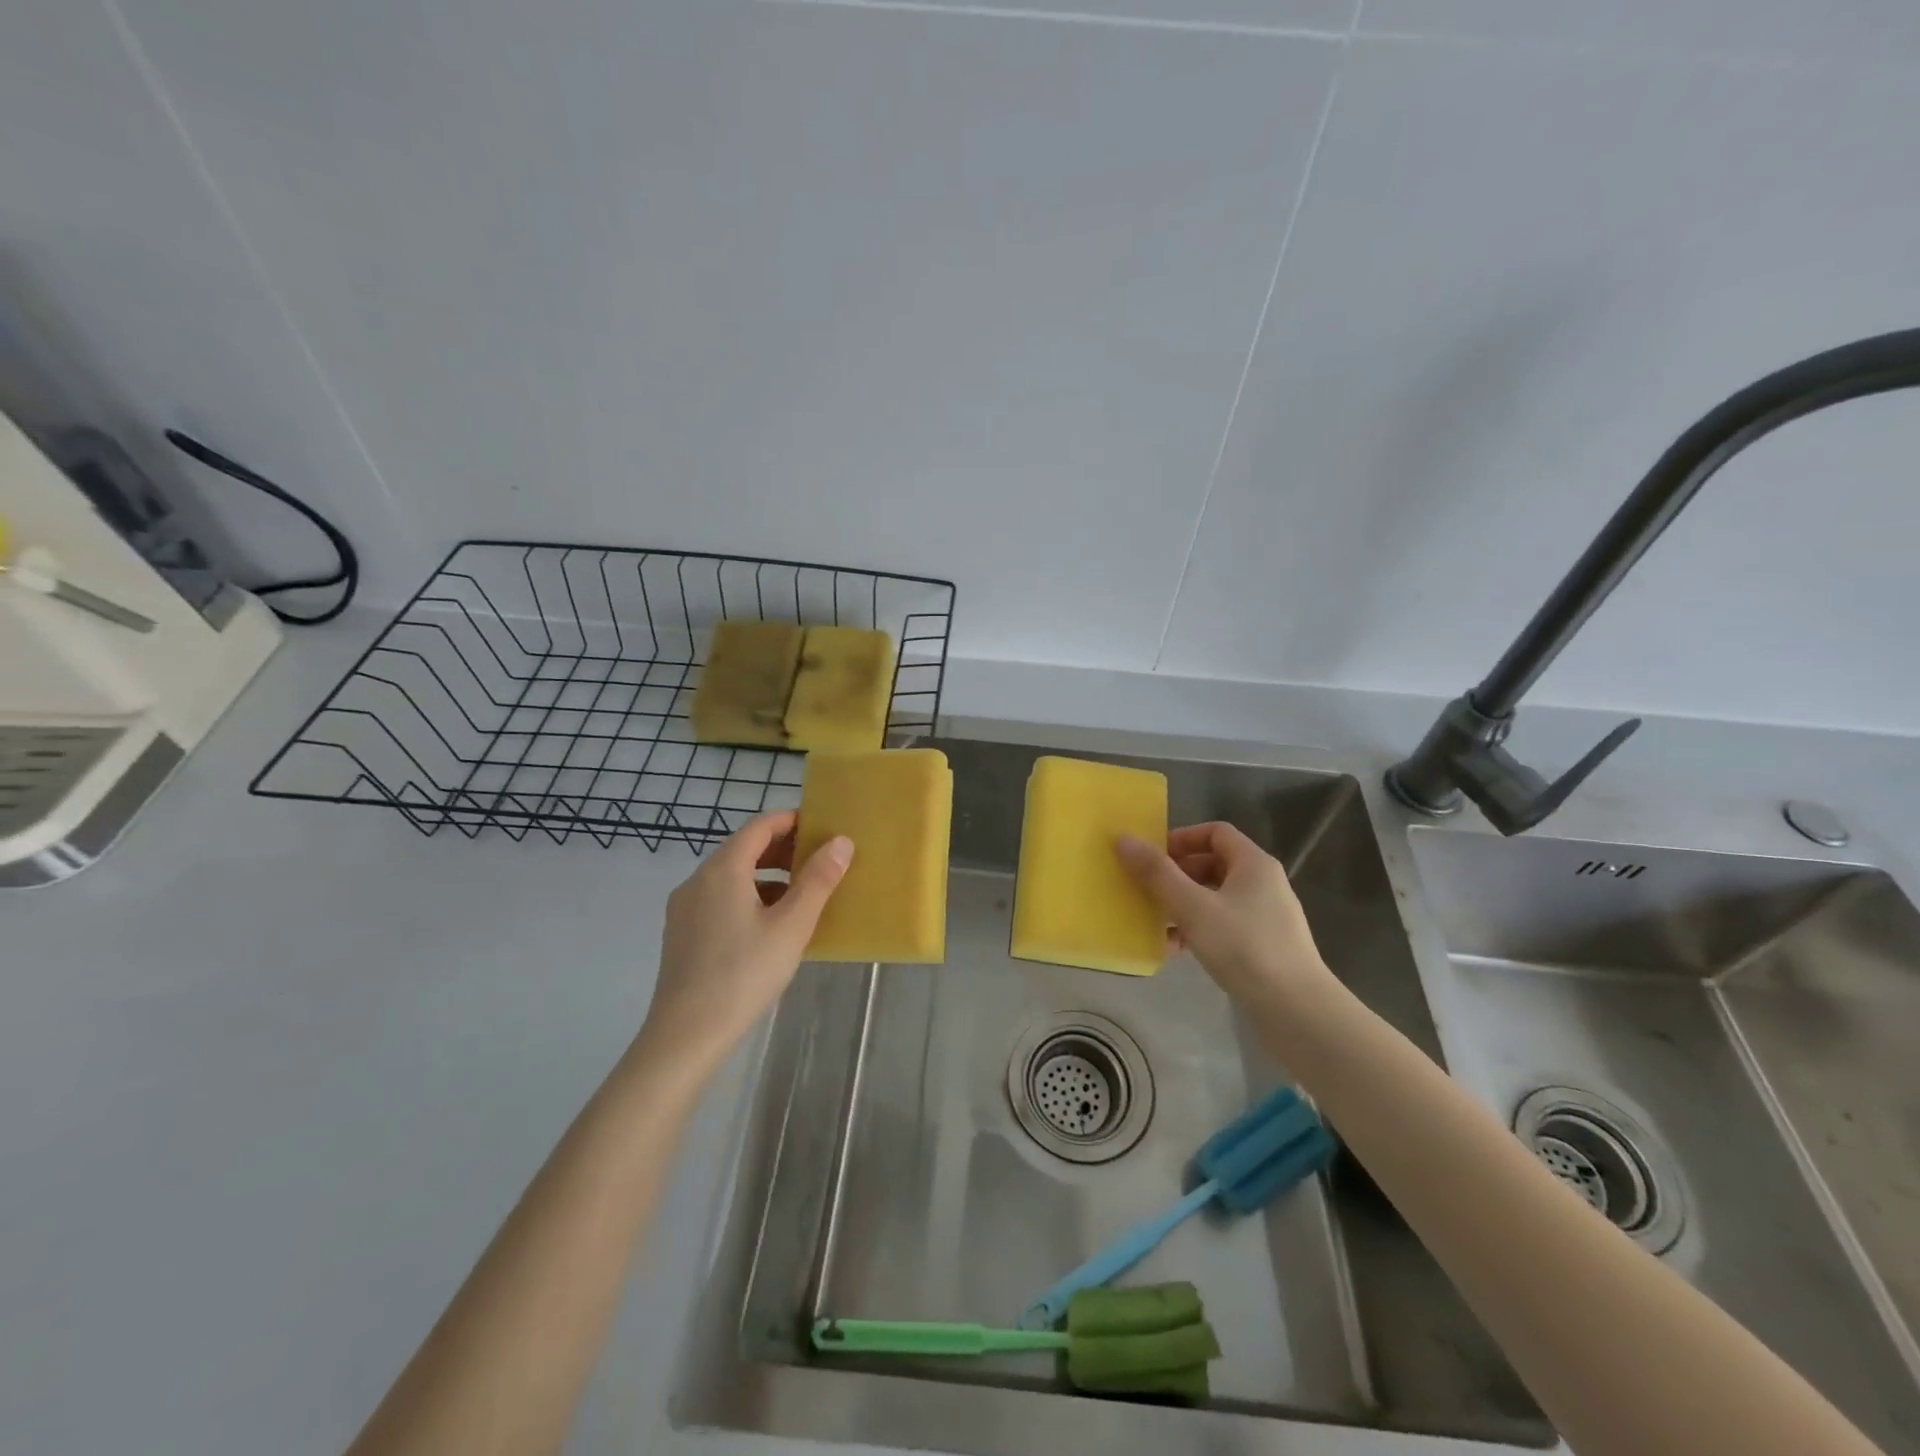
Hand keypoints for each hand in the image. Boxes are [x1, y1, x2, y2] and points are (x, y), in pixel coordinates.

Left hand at [634, 811, 852, 1079]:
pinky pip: (720, 899)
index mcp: (723, 869)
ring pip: (731, 876)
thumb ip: (817, 880)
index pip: (760, 826)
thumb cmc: (743, 974)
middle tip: (819, 860)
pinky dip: (748, 897)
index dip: (792, 821)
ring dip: (767, 875)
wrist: (685, 1036)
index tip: (822, 827)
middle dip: (782, 849)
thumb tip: (841, 842)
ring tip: (801, 893)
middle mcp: (698, 880)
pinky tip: (770, 925)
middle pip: (743, 849)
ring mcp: (685, 908)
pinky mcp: (682, 934)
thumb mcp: (791, 926)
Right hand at [1115, 822, 1332, 1009]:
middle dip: (1177, 874)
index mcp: (1253, 864)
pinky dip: (1198, 929)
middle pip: (1213, 864)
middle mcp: (1263, 883)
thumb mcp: (1193, 907)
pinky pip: (1223, 924)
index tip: (1153, 857)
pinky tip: (1175, 949)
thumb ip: (1157, 873)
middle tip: (1147, 889)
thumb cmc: (1244, 948)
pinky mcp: (1264, 945)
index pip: (1215, 832)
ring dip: (1183, 904)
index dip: (1181, 839)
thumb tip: (1123, 839)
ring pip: (1215, 897)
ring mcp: (1266, 916)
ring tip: (1155, 921)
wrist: (1297, 1011)